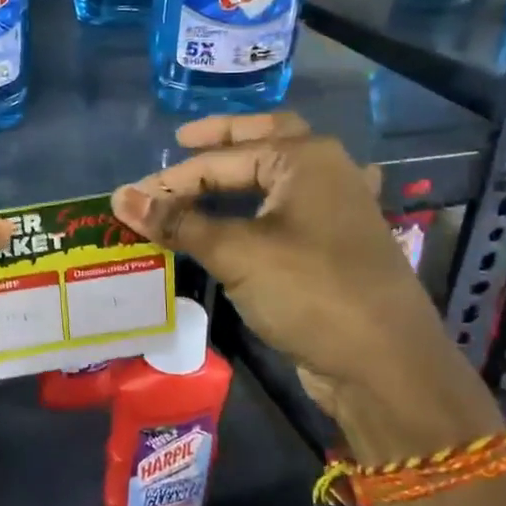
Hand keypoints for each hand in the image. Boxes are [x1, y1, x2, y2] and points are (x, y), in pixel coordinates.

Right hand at [111, 111, 499, 456]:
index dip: (172, 179)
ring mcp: (336, 207)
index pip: (221, 160)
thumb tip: (119, 198)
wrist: (385, 366)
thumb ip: (178, 223)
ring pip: (279, 174)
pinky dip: (268, 201)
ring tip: (204, 176)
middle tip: (181, 141)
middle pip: (264, 139)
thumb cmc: (310, 293)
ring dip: (242, 172)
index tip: (130, 199)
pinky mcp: (335, 243)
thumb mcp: (237, 254)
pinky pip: (290, 207)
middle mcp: (326, 171)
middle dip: (222, 139)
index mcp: (305, 159)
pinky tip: (265, 207)